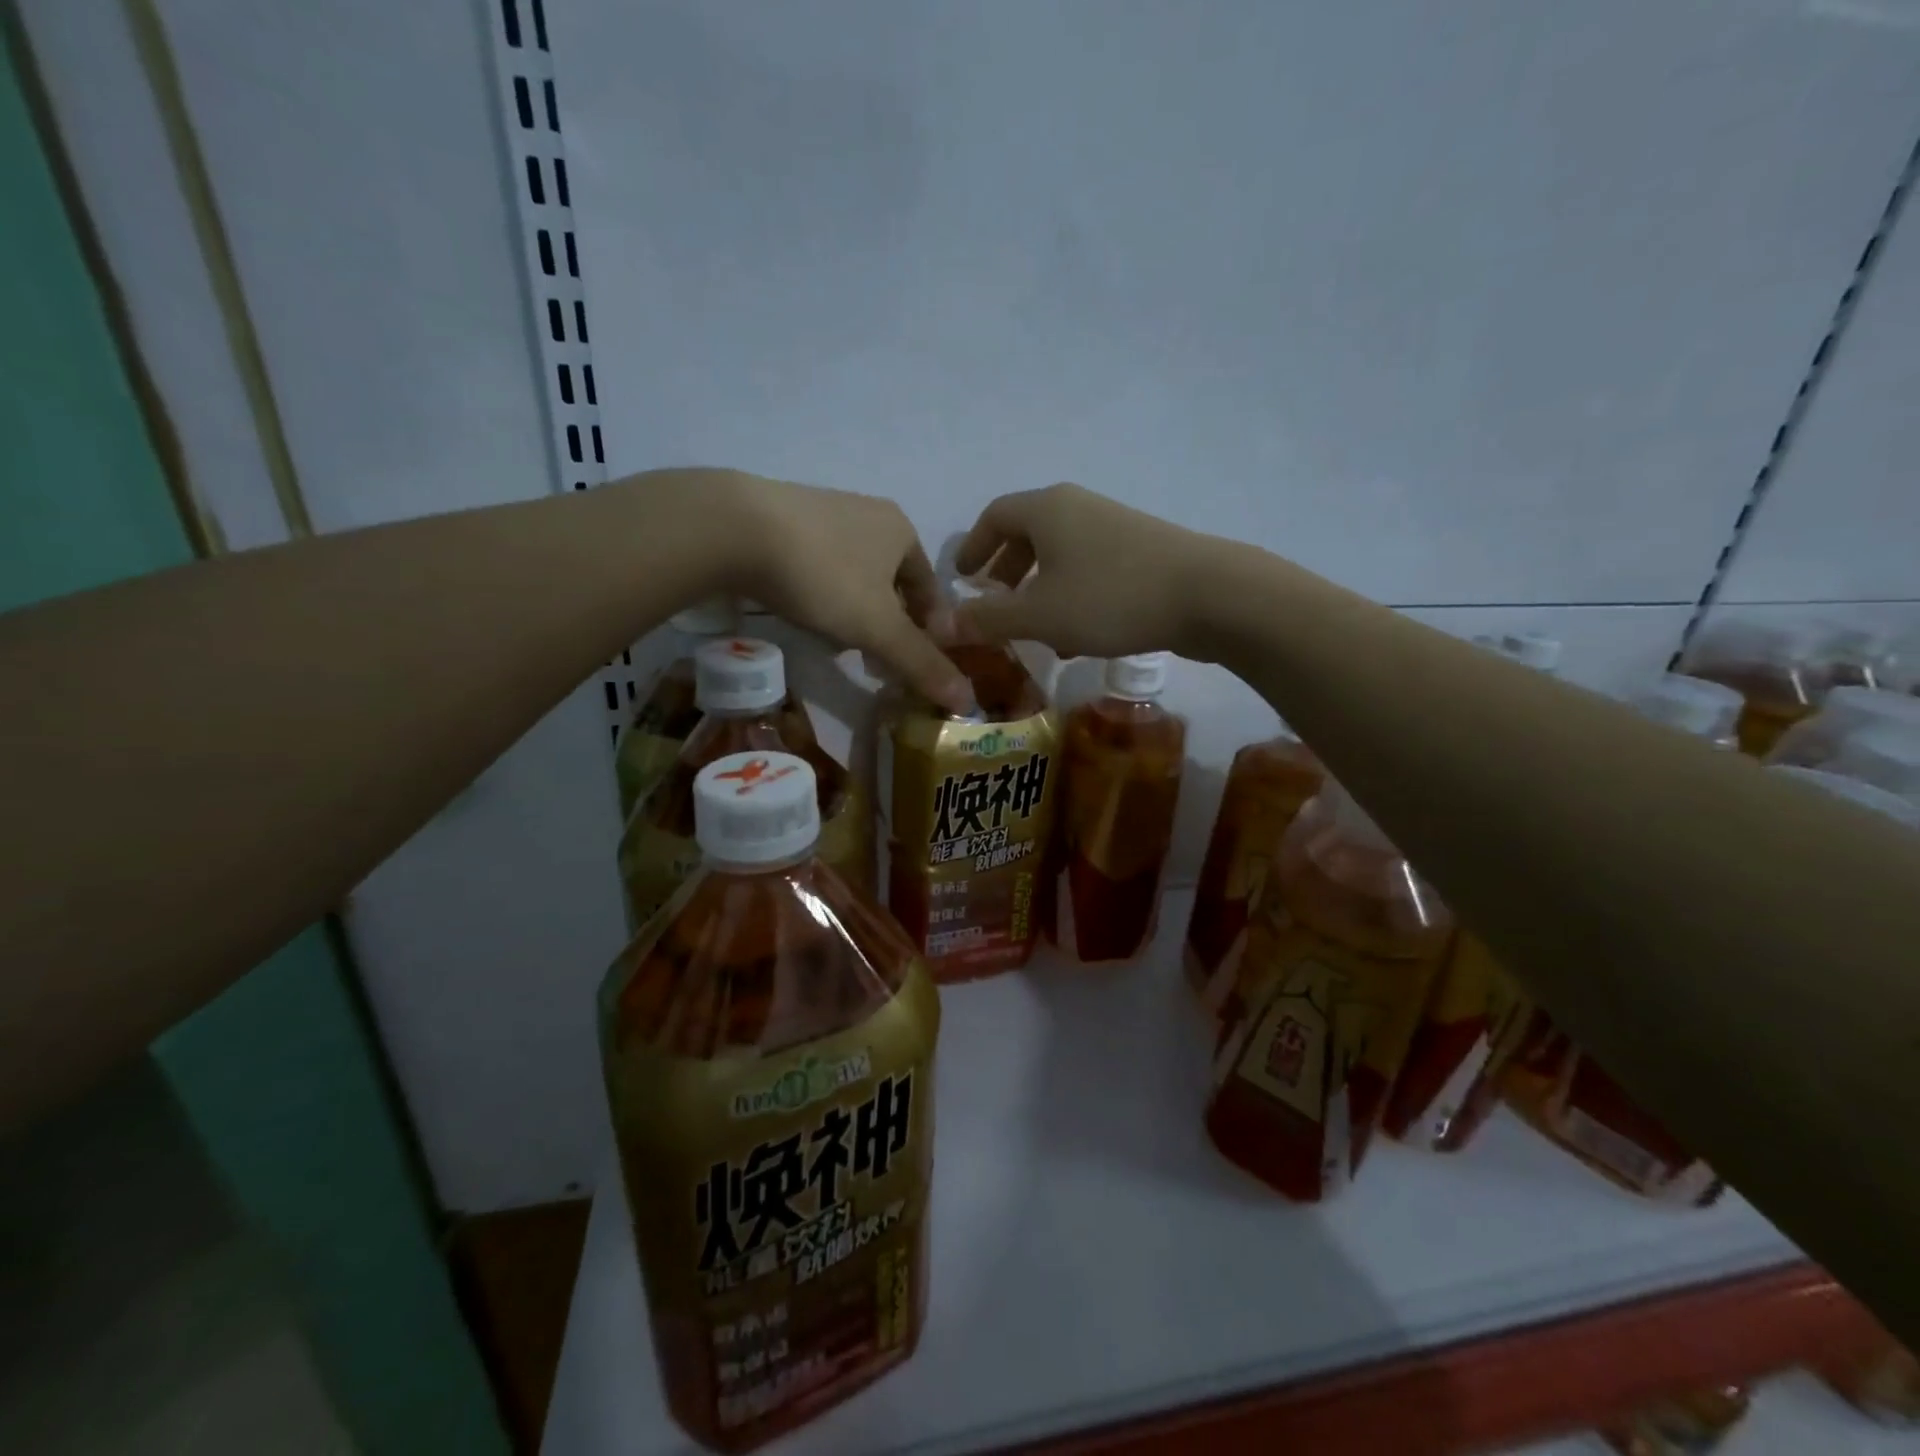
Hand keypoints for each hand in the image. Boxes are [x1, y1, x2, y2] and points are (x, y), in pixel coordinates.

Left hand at [711, 471, 972, 713]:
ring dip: (856, 611)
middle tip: (878, 662)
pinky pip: (819, 564)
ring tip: (840, 644)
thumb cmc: (824, 576)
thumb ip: (921, 663)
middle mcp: (869, 513)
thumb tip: (969, 700)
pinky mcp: (784, 518)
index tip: (915, 664)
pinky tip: (804, 612)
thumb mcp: (878, 628)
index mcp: (902, 530)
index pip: (930, 589)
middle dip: (890, 624)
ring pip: (856, 574)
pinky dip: (823, 593)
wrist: (735, 529)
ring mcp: (825, 511)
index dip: (929, 630)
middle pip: (892, 582)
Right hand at [951, 483, 1217, 659]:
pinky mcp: (1141, 550)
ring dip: (1039, 589)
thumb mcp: (1039, 615)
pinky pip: (1089, 568)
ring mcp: (1113, 527)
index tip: (963, 578)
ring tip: (1032, 630)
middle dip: (1006, 570)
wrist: (1208, 595)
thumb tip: (939, 626)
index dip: (972, 547)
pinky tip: (1076, 637)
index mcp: (1046, 509)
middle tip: (994, 603)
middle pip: (1028, 533)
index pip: (994, 517)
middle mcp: (1078, 508)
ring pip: (1060, 554)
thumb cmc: (1110, 598)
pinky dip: (1070, 595)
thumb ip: (988, 620)